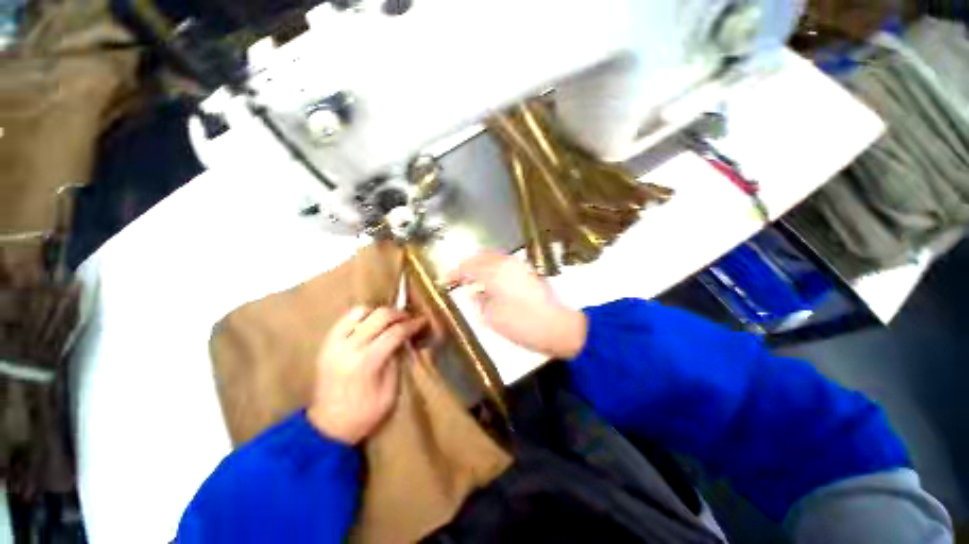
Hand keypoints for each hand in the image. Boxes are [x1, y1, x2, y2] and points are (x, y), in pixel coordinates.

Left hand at [308, 306, 425, 443]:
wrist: (328, 427)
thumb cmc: (364, 414)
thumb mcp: (390, 391)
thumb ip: (397, 360)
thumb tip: (404, 338)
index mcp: (366, 363)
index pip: (395, 332)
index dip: (412, 324)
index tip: (423, 321)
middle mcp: (348, 348)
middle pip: (379, 316)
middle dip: (399, 314)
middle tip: (410, 319)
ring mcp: (334, 343)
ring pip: (360, 311)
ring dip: (379, 312)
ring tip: (390, 321)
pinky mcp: (326, 343)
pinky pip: (346, 319)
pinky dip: (362, 316)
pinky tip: (371, 324)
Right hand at [443, 253, 586, 358]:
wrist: (558, 326)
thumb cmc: (522, 324)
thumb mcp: (492, 317)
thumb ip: (478, 301)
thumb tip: (472, 291)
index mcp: (494, 272)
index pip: (468, 266)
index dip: (454, 273)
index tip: (444, 280)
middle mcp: (506, 263)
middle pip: (480, 257)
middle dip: (467, 265)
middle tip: (458, 278)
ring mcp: (519, 265)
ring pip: (493, 258)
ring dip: (480, 265)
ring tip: (472, 280)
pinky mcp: (528, 271)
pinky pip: (504, 264)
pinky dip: (492, 268)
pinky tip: (490, 281)